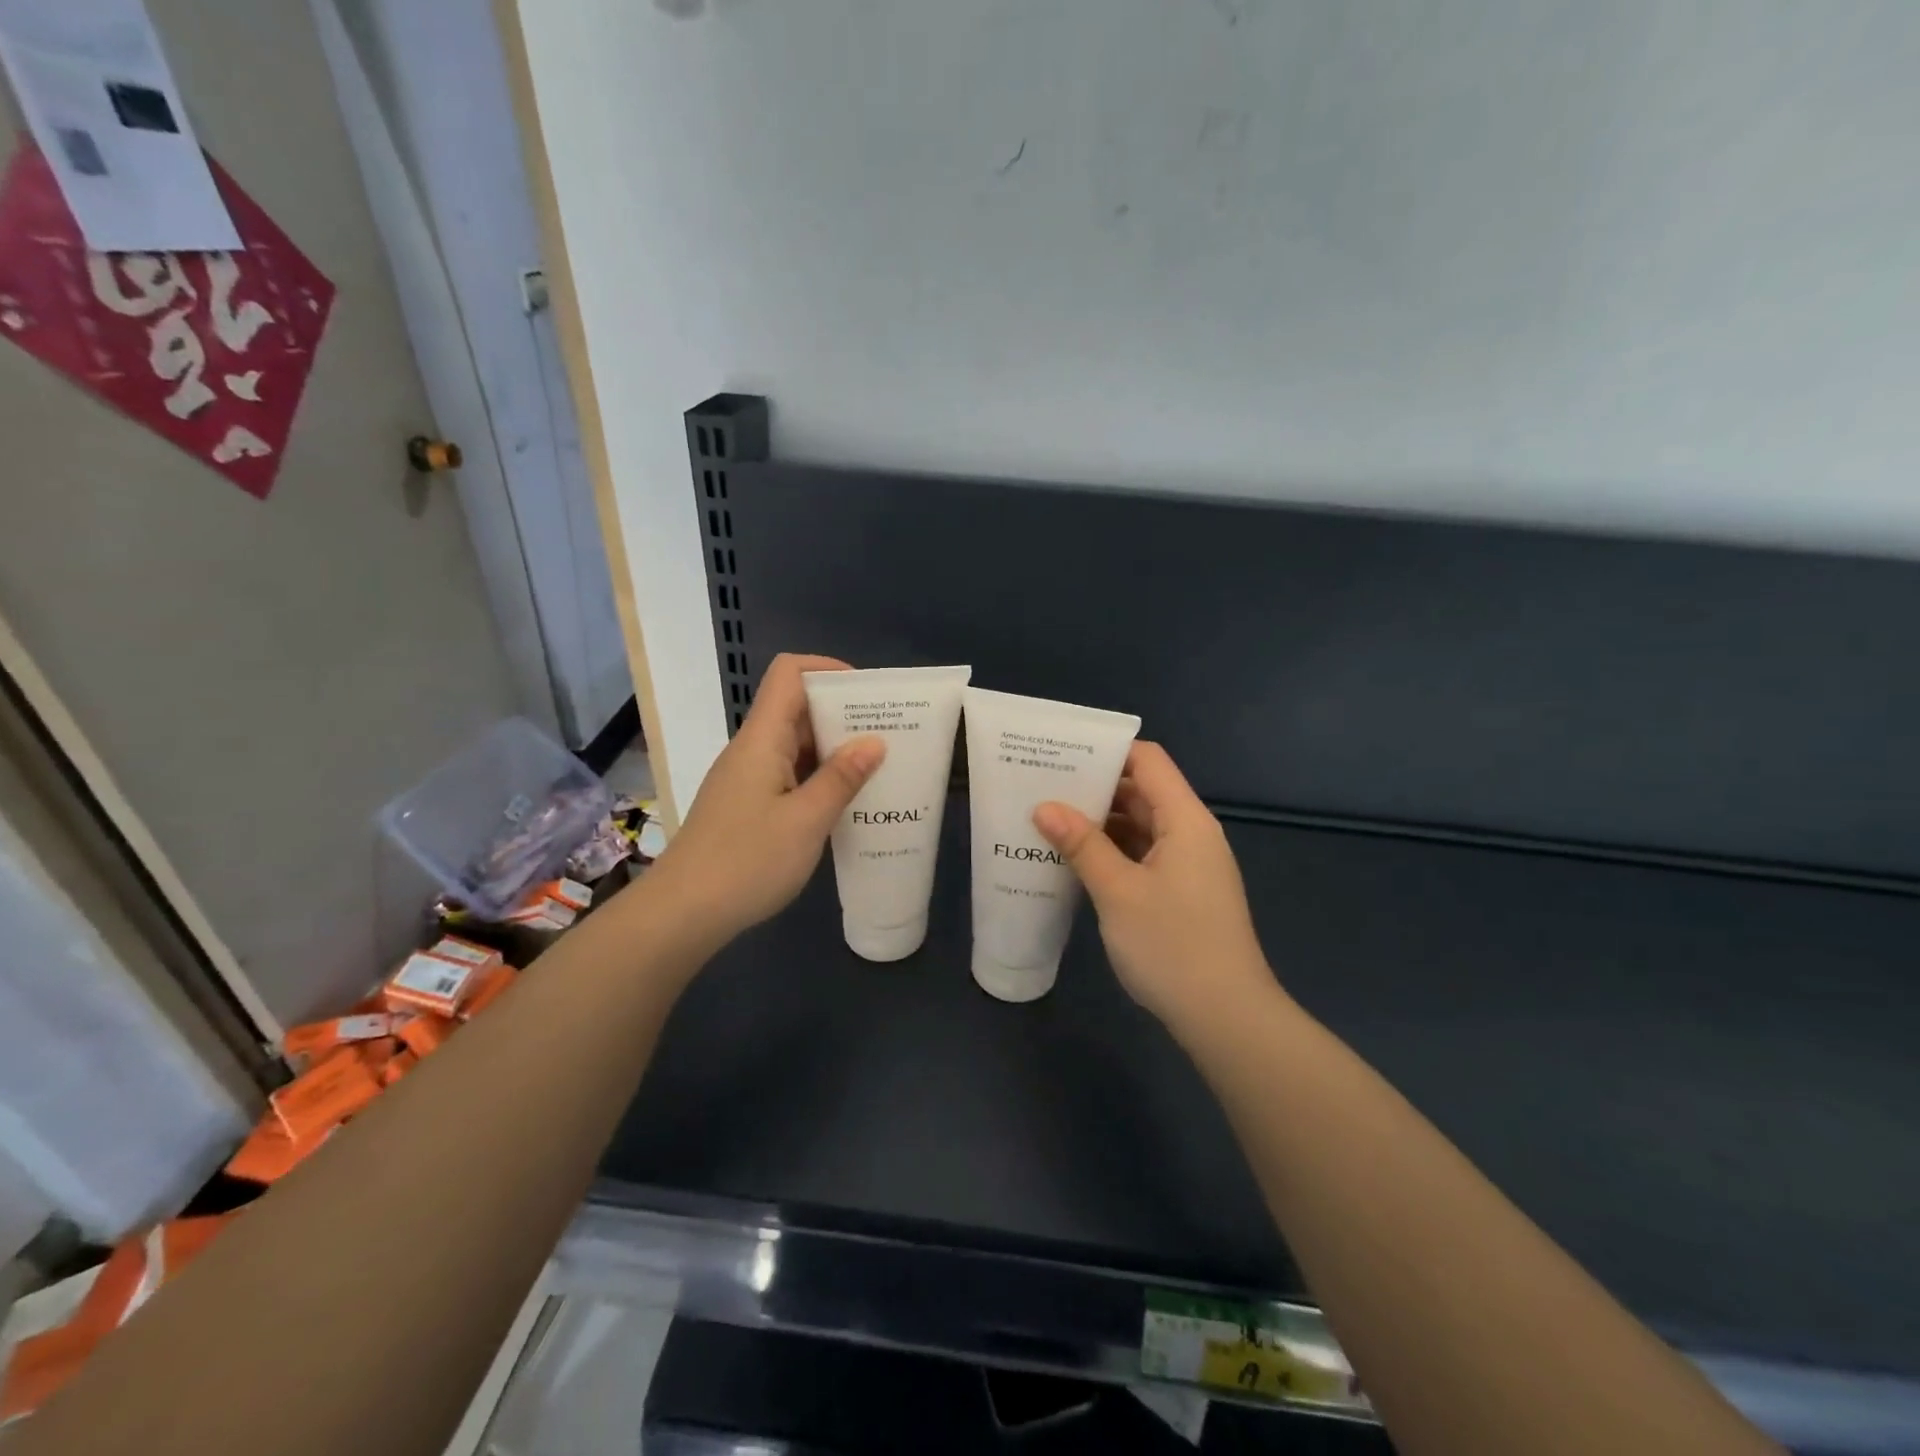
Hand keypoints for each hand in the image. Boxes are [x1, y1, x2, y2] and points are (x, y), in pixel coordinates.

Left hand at [651, 653, 884, 946]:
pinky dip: (819, 779)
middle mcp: (753, 750)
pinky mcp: (747, 806)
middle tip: (889, 734)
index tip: (868, 694)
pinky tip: (846, 802)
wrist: (682, 913)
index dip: (828, 669)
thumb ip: (842, 778)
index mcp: (762, 740)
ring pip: (795, 746)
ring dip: (835, 750)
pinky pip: (789, 776)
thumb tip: (874, 741)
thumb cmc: (747, 862)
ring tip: (878, 768)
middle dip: (843, 714)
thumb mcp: (807, 821)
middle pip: (797, 708)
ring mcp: (748, 779)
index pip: (789, 674)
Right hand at [1033, 742, 1275, 1034]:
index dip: (1107, 750)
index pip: (1148, 761)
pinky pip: (1142, 856)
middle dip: (1094, 787)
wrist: (1227, 1018)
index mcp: (1185, 820)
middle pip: (1142, 792)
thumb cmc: (1173, 945)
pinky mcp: (1182, 894)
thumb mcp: (1118, 892)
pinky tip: (1075, 862)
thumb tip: (1044, 806)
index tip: (1061, 753)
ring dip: (1100, 824)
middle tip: (1042, 786)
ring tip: (1048, 820)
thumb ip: (1081, 844)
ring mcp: (1188, 866)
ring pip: (1140, 827)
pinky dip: (1111, 853)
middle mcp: (1191, 834)